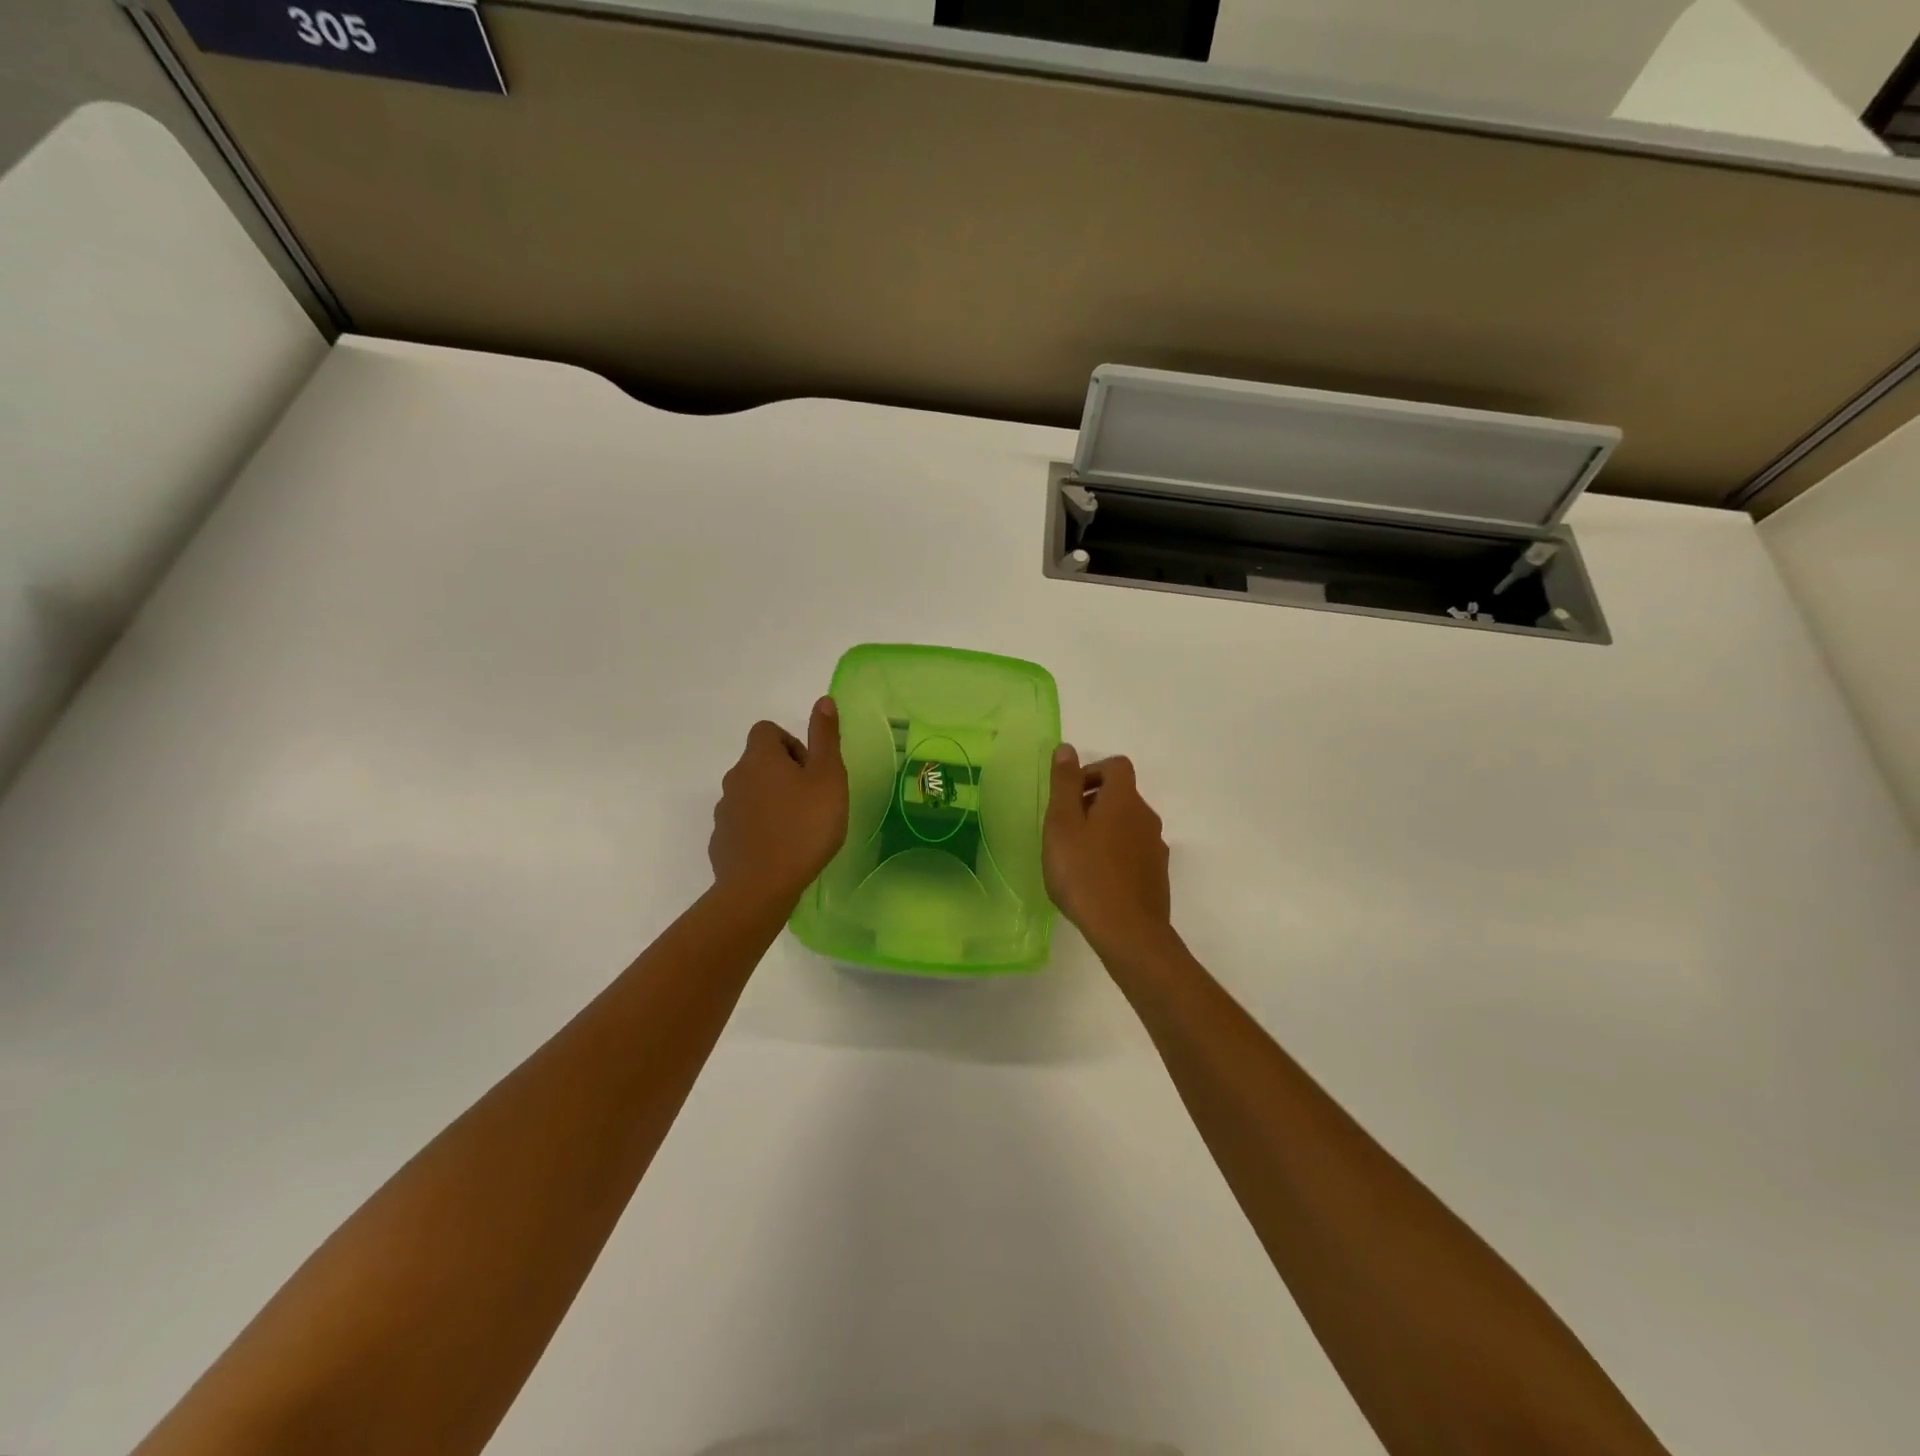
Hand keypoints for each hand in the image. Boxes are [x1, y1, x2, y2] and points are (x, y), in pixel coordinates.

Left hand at [709, 698, 848, 908]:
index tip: (811, 771)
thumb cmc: (804, 826)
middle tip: (812, 802)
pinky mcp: (721, 841)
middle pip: (759, 762)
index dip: (791, 744)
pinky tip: (779, 851)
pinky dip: (759, 829)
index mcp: (760, 758)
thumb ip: (825, 738)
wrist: (760, 886)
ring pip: (750, 794)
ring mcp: (724, 811)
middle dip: (784, 775)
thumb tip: (823, 700)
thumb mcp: (828, 778)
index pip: (767, 731)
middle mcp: (735, 778)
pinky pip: (742, 824)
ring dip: (771, 802)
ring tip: (797, 829)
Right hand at [1043, 745, 1172, 952]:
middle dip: (1093, 803)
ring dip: (1104, 830)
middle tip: (1065, 829)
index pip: (1116, 766)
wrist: (1127, 931)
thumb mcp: (1062, 824)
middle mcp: (1146, 817)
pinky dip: (1116, 854)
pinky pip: (1134, 852)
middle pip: (1122, 795)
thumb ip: (1064, 784)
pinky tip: (1096, 880)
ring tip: (1078, 858)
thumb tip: (1067, 748)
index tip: (1069, 796)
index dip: (1092, 772)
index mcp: (1124, 800)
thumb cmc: (1085, 873)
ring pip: (1128, 825)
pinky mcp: (1157, 875)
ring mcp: (1156, 848)